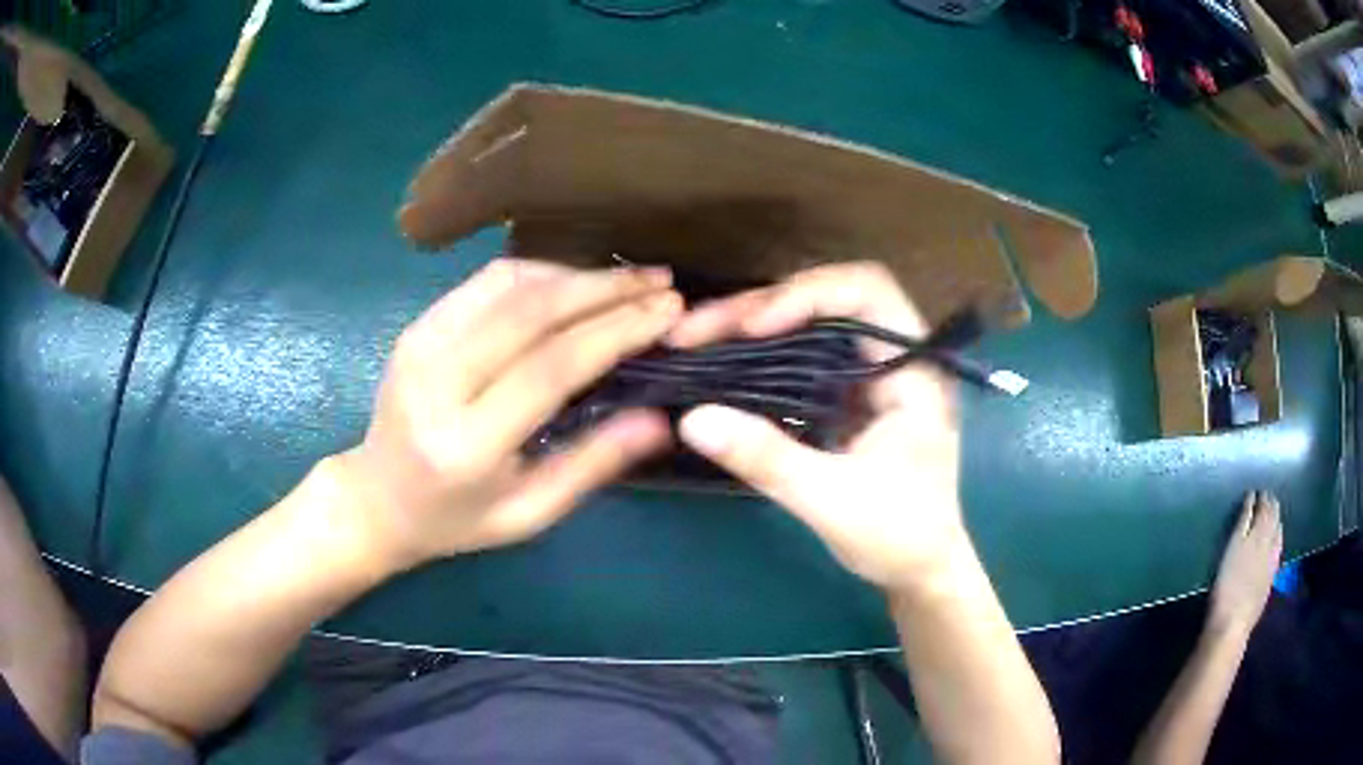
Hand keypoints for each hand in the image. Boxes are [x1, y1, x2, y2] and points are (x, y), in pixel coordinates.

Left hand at [333, 259, 682, 570]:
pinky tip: (573, 282)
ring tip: (626, 281)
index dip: (617, 330)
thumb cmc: (457, 519)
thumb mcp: (529, 513)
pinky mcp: (416, 326)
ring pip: (509, 283)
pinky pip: (485, 282)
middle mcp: (437, 383)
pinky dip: (538, 272)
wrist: (377, 499)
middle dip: (606, 289)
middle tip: (660, 282)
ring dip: (575, 274)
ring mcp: (419, 345)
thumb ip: (592, 464)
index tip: (669, 309)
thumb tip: (659, 419)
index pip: (552, 366)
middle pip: (531, 311)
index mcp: (467, 444)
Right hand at [669, 262, 965, 591]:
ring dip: (751, 324)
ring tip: (694, 337)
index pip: (867, 291)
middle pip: (827, 299)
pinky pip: (801, 354)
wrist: (919, 569)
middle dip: (758, 307)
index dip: (808, 293)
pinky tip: (721, 360)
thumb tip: (692, 418)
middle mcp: (894, 357)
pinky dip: (760, 353)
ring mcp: (869, 373)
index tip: (754, 327)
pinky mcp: (848, 393)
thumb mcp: (831, 500)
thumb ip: (767, 458)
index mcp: (914, 370)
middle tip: (694, 329)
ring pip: (809, 323)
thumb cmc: (898, 536)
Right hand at [1208, 490, 1281, 639]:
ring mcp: (1271, 560)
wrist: (1233, 624)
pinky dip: (1278, 537)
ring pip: (1278, 532)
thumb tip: (1251, 499)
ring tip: (1274, 512)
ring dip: (1276, 519)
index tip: (1256, 491)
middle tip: (1267, 497)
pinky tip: (1277, 538)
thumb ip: (1242, 523)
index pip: (1262, 508)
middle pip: (1272, 518)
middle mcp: (1268, 542)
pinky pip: (1278, 548)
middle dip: (1271, 506)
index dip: (1260, 498)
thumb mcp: (1230, 550)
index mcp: (1256, 533)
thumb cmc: (1225, 588)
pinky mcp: (1271, 576)